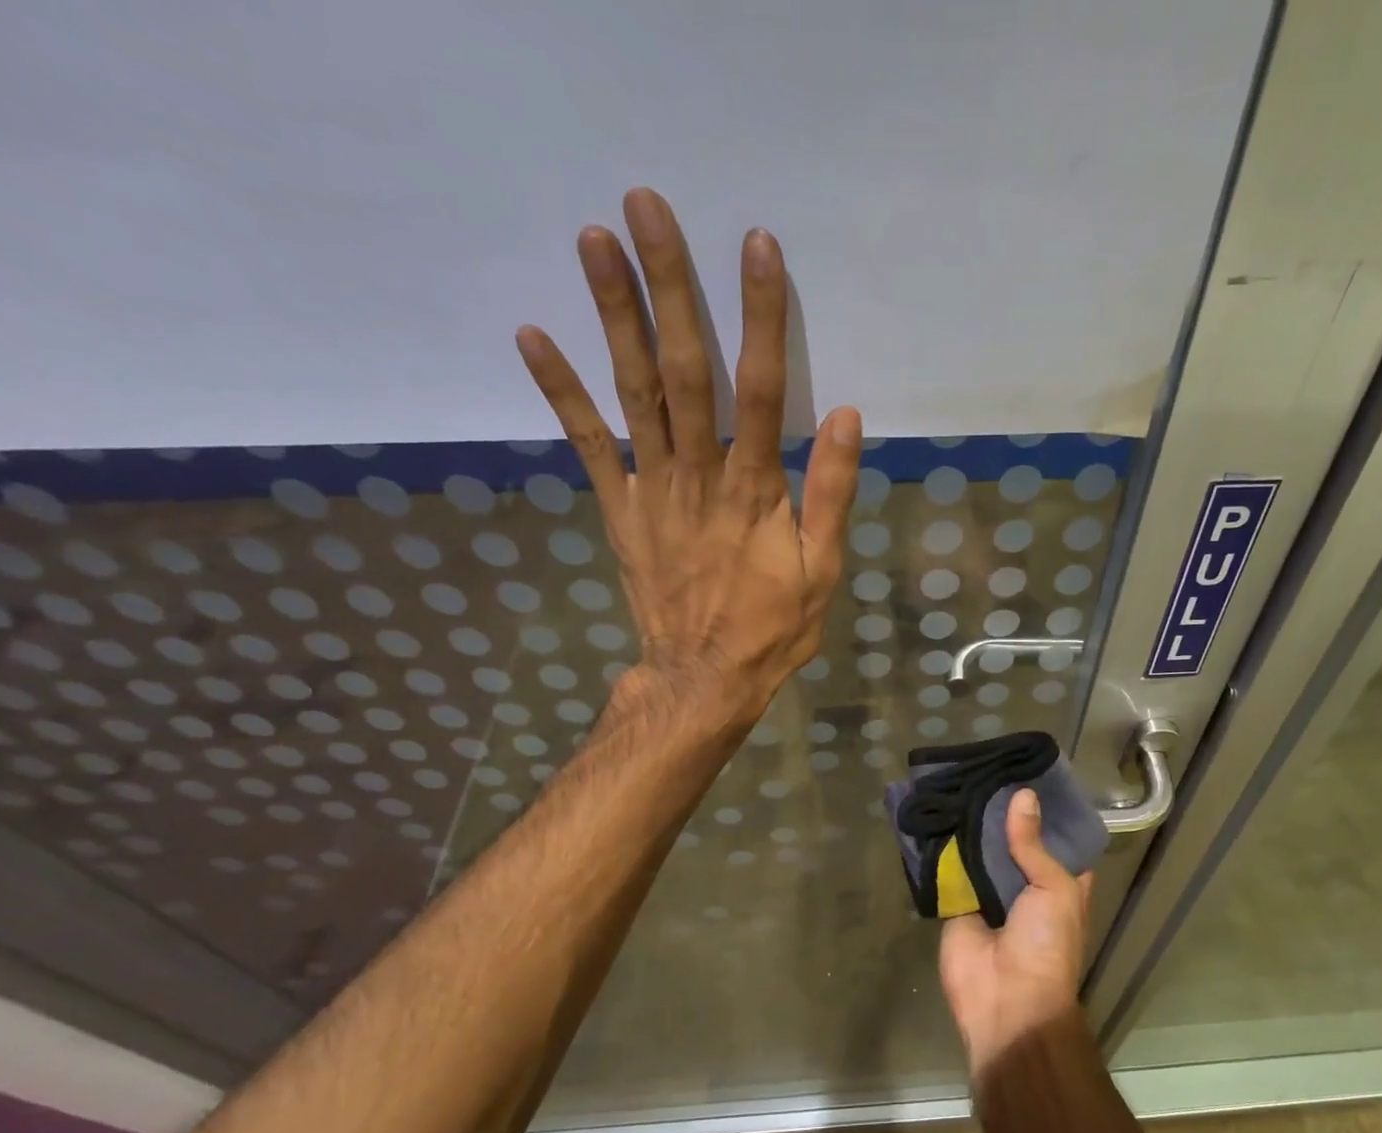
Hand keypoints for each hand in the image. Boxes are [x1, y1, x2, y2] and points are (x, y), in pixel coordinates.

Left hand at [515, 188, 861, 721]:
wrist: (704, 678)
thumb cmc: (772, 629)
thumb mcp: (823, 572)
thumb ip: (833, 496)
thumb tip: (848, 417)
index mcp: (756, 491)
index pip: (764, 390)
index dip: (761, 317)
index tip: (755, 245)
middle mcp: (700, 476)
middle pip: (685, 371)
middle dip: (668, 287)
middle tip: (646, 206)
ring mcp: (653, 490)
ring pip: (634, 392)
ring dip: (612, 315)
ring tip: (592, 239)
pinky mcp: (621, 509)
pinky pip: (589, 444)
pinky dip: (560, 392)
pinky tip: (533, 336)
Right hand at [939, 789, 1093, 1077]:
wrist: (1007, 1001)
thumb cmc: (1047, 944)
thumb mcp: (1054, 888)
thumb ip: (1033, 844)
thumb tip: (1023, 796)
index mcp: (1060, 881)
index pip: (1055, 837)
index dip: (1045, 809)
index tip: (1029, 771)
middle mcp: (1025, 884)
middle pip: (1013, 840)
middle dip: (1002, 812)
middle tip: (985, 768)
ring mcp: (990, 894)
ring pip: (980, 852)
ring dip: (971, 826)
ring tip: (958, 780)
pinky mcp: (957, 904)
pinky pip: (949, 871)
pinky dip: (942, 848)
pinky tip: (934, 812)